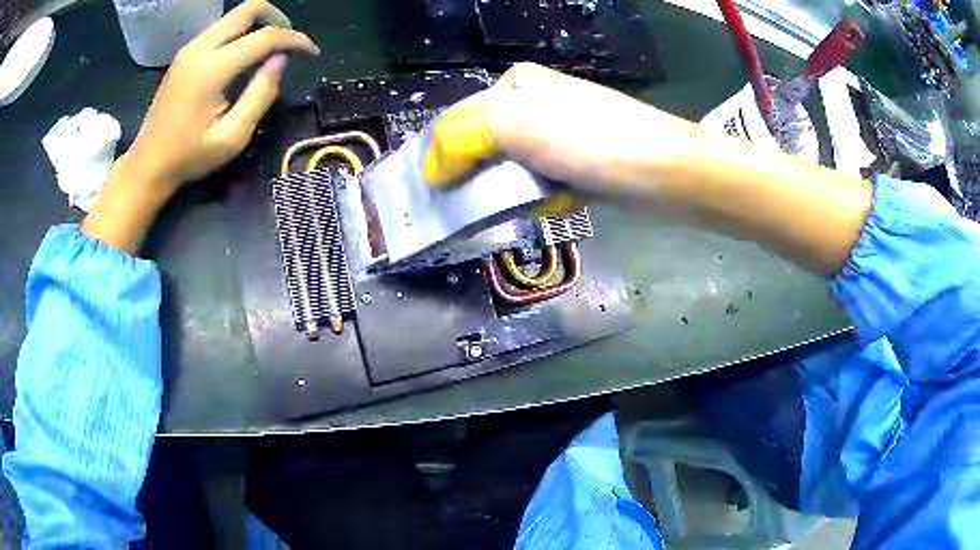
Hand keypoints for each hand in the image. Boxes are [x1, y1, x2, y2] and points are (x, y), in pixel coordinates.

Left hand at [129, 0, 318, 189]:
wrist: (147, 165)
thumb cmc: (188, 157)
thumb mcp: (232, 137)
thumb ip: (260, 95)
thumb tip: (280, 61)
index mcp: (211, 69)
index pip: (265, 36)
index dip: (294, 40)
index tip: (311, 52)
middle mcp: (200, 48)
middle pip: (249, 8)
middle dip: (277, 19)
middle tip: (289, 42)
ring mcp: (189, 48)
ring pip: (234, 15)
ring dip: (259, 24)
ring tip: (270, 49)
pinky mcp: (184, 54)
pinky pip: (221, 28)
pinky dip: (241, 32)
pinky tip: (245, 55)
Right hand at [424, 62, 699, 198]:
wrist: (665, 171)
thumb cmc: (590, 141)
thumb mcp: (516, 125)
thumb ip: (462, 139)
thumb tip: (430, 169)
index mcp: (516, 85)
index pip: (460, 119)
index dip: (446, 157)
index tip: (442, 193)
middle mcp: (536, 104)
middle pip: (486, 146)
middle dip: (485, 178)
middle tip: (487, 203)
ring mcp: (560, 134)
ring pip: (513, 169)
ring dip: (516, 191)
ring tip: (535, 201)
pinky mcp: (579, 162)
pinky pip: (543, 182)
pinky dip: (545, 197)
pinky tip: (561, 202)